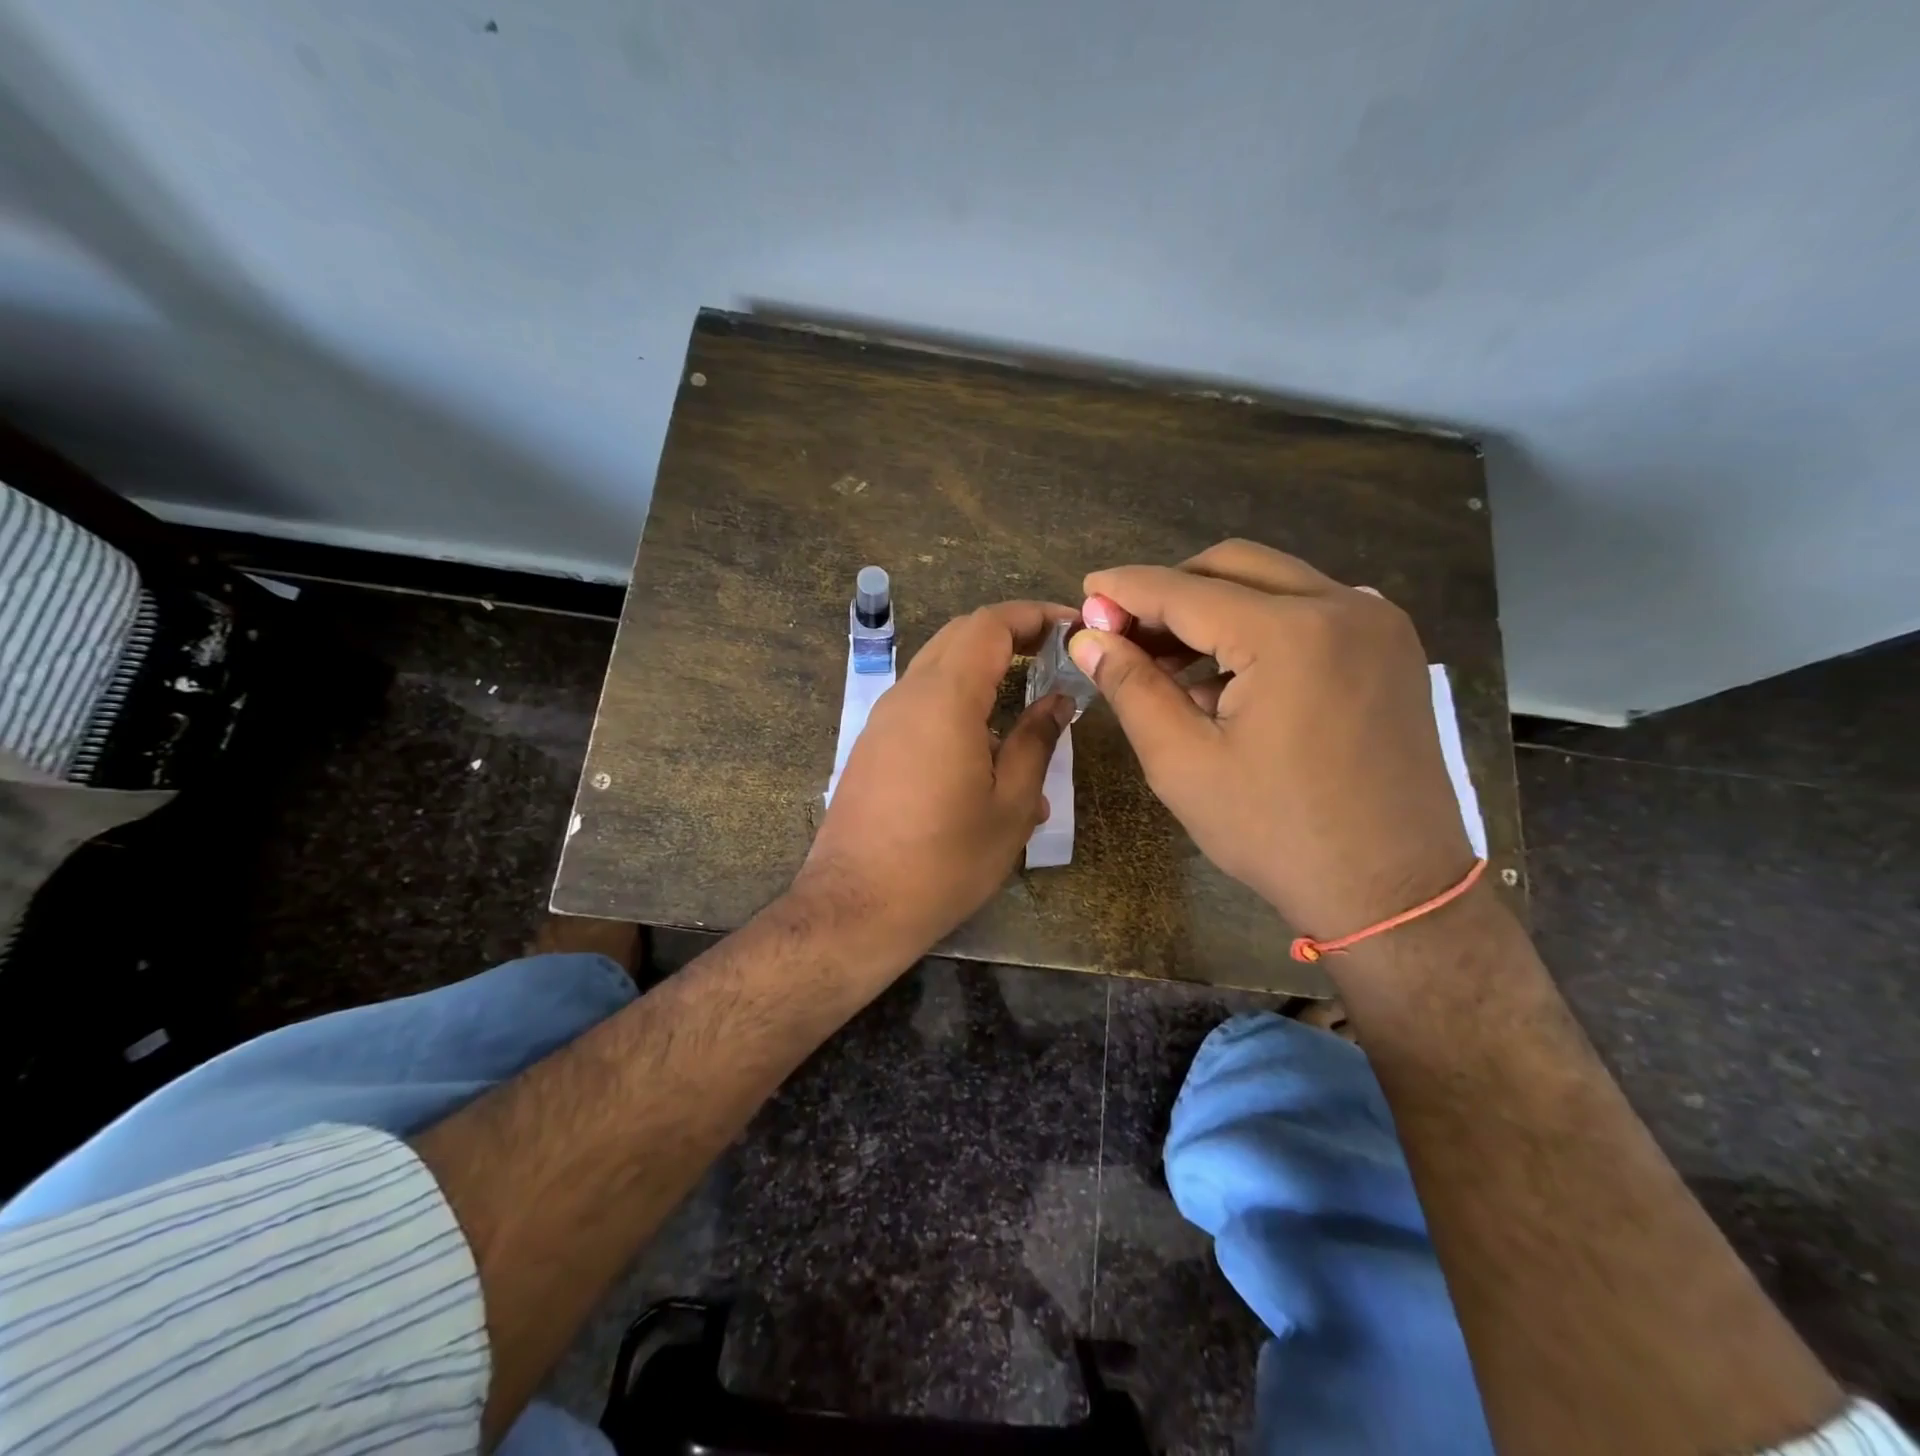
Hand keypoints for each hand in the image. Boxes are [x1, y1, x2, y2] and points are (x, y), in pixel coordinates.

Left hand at [794, 601, 1076, 968]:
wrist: (856, 907)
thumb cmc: (945, 860)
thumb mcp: (1010, 805)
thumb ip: (1036, 741)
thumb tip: (1058, 700)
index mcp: (945, 698)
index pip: (989, 625)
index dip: (1032, 616)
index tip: (1070, 627)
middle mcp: (907, 695)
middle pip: (960, 637)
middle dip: (1009, 635)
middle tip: (1053, 657)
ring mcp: (883, 719)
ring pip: (938, 669)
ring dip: (983, 671)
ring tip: (1026, 707)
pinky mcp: (872, 746)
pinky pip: (920, 705)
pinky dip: (957, 704)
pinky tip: (987, 753)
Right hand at [1068, 540, 1473, 938]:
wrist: (1393, 890)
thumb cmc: (1276, 833)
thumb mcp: (1183, 763)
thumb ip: (1131, 687)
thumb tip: (1089, 638)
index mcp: (1290, 633)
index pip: (1185, 590)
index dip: (1126, 589)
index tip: (1086, 592)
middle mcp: (1343, 606)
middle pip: (1233, 565)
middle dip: (1171, 591)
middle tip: (1127, 632)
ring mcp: (1378, 623)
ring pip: (1274, 582)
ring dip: (1215, 608)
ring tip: (1171, 664)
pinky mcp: (1392, 648)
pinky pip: (1310, 609)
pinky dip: (1259, 625)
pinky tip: (1229, 676)